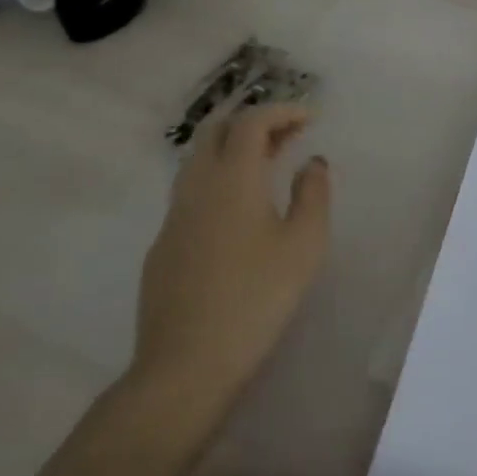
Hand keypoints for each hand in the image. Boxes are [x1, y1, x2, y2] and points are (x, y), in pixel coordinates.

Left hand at [126, 102, 331, 426]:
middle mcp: (196, 187)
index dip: (282, 111)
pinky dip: (219, 179)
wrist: (187, 363)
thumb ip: (313, 194)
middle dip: (253, 122)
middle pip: (216, 132)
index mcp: (231, 179)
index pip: (251, 122)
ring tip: (269, 164)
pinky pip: (191, 192)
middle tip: (288, 134)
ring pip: (198, 161)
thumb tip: (312, 162)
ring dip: (234, 150)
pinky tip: (239, 210)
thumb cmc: (257, 298)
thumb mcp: (304, 244)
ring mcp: (173, 217)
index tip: (310, 118)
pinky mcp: (163, 246)